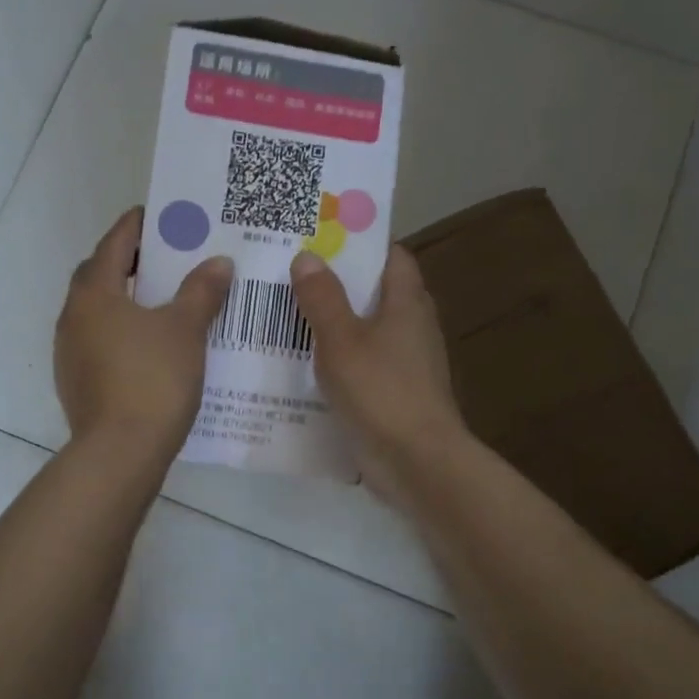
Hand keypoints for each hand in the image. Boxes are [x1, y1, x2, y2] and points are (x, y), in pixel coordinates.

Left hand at [56, 208, 233, 462]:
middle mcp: (73, 318)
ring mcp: (69, 353)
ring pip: (98, 313)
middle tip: (165, 258)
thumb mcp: (185, 330)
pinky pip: (100, 343)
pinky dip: (121, 334)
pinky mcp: (76, 383)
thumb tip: (218, 262)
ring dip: (124, 301)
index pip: (114, 244)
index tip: (159, 215)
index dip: (136, 226)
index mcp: (94, 294)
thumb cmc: (152, 379)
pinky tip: (149, 347)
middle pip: (100, 276)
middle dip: (129, 262)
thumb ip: (201, 291)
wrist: (120, 453)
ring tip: (162, 302)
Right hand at [289, 246, 467, 496]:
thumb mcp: (342, 340)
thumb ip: (323, 298)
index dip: (360, 241)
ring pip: (364, 332)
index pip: (391, 256)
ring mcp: (404, 364)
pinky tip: (299, 365)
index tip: (321, 235)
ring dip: (331, 325)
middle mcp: (411, 328)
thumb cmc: (381, 391)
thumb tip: (307, 256)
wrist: (415, 462)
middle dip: (335, 283)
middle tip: (289, 273)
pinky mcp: (393, 395)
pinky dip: (335, 361)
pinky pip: (360, 366)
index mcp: (407, 303)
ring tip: (283, 315)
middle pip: (374, 293)